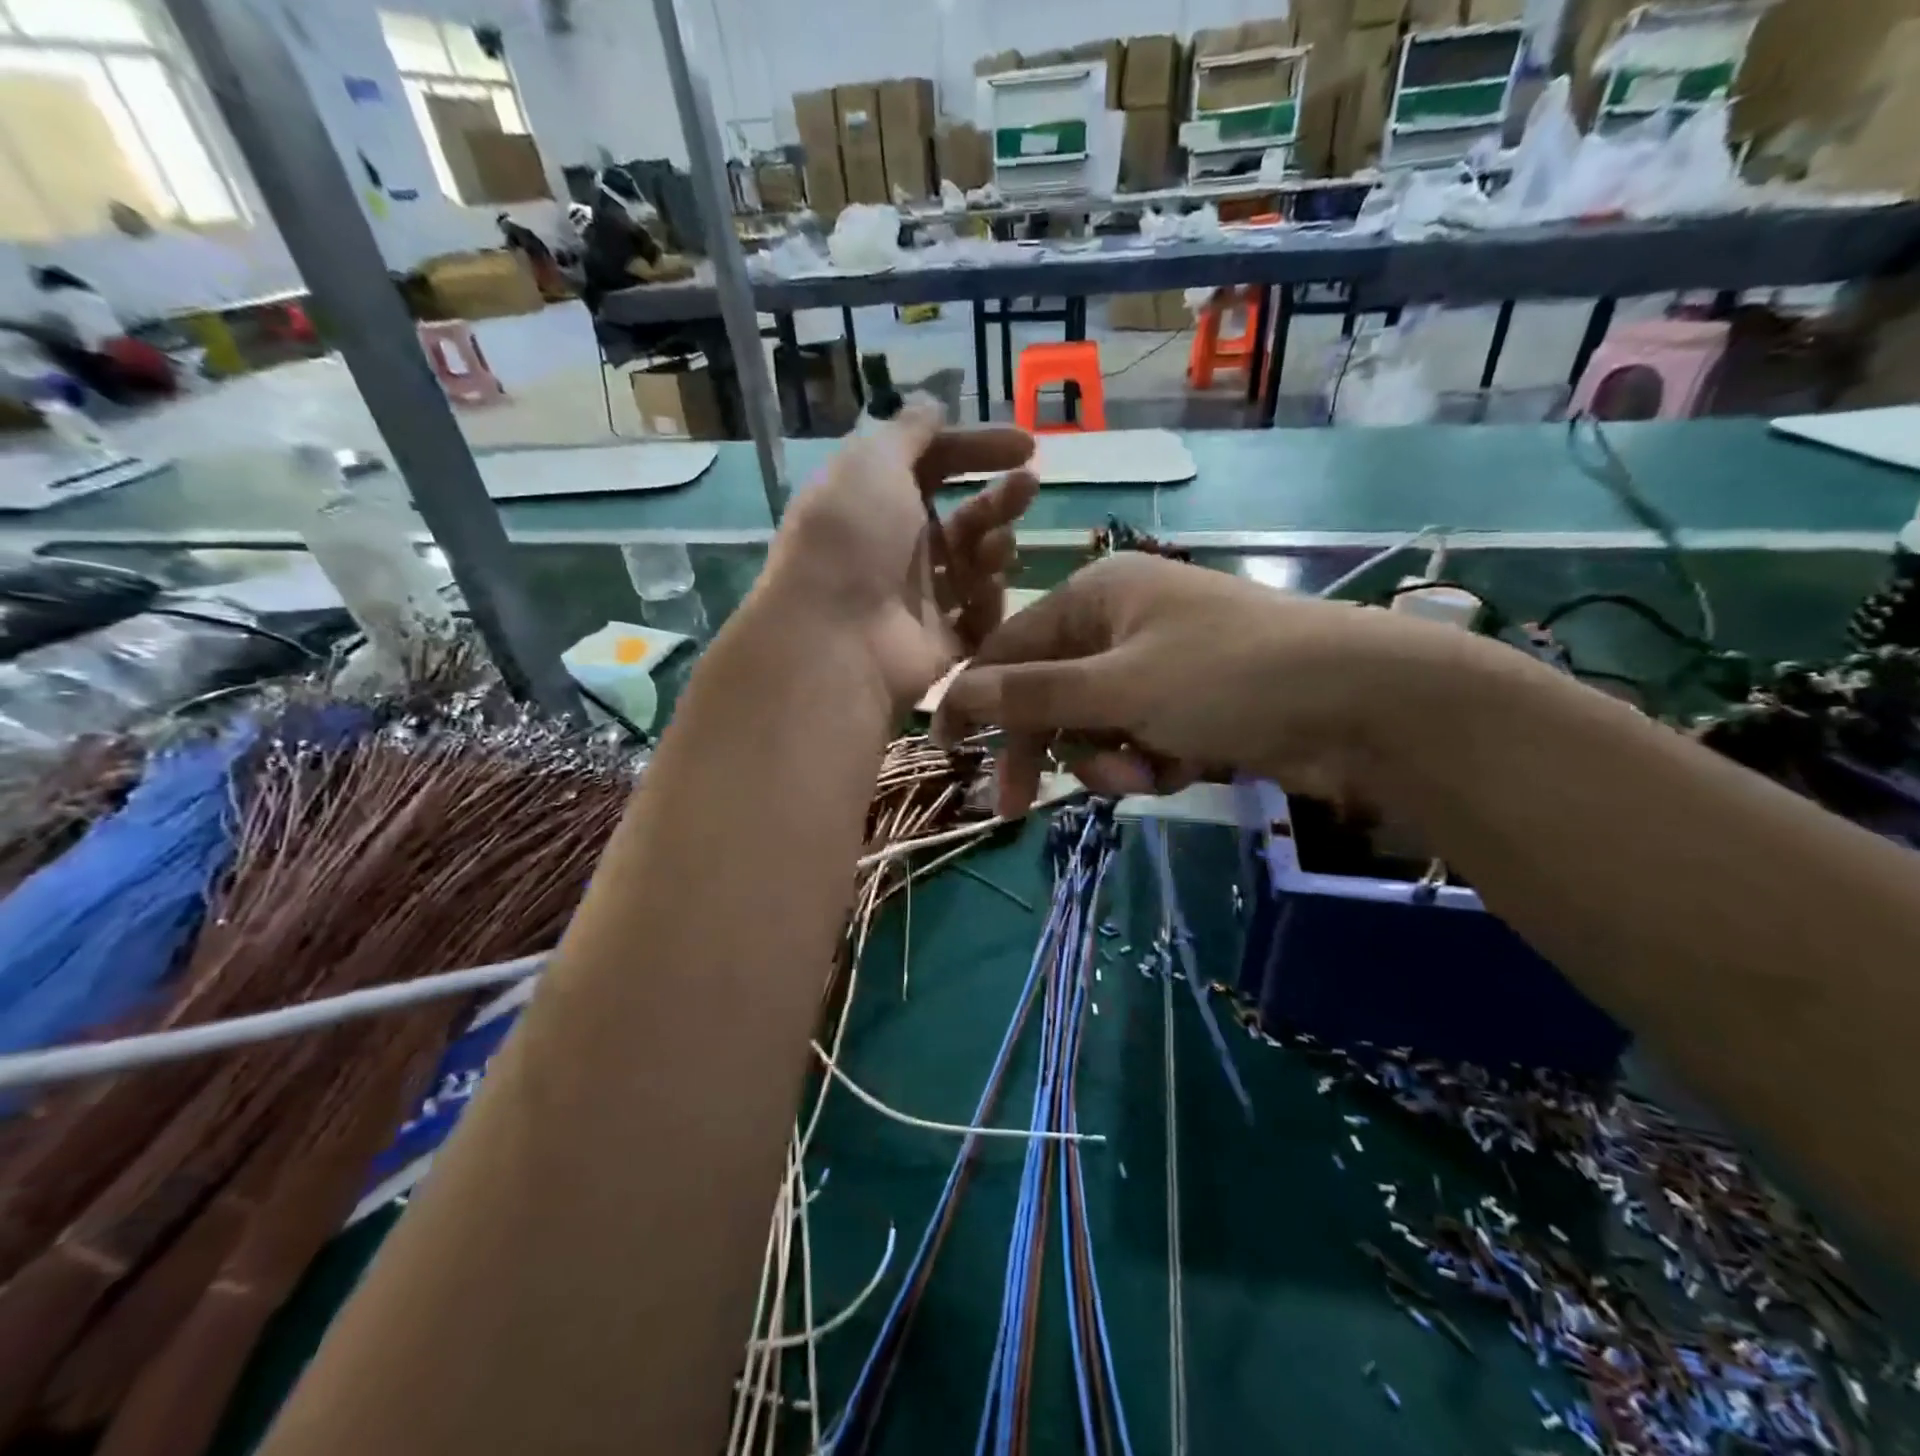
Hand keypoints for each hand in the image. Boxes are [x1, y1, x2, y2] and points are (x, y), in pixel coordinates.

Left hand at [764, 401, 1036, 706]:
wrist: (838, 640)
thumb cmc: (852, 540)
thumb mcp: (872, 462)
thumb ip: (907, 431)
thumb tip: (930, 403)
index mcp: (874, 500)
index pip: (933, 464)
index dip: (976, 447)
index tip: (1024, 444)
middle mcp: (896, 548)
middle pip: (960, 516)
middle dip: (997, 498)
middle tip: (1029, 485)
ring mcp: (918, 599)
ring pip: (973, 564)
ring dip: (994, 545)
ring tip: (998, 545)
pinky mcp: (938, 643)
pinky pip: (978, 615)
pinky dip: (989, 599)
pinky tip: (988, 589)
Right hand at [934, 553, 1445, 816]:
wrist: (1361, 705)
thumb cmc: (1227, 677)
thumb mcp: (1117, 686)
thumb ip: (1031, 693)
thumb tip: (952, 693)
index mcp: (1097, 594)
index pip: (1009, 646)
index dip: (974, 698)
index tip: (944, 749)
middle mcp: (1121, 622)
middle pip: (1049, 692)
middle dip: (1045, 747)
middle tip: (1014, 807)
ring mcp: (1157, 665)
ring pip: (1093, 726)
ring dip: (1108, 760)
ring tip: (1149, 771)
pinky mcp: (1188, 706)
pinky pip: (1137, 741)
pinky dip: (1149, 764)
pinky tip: (1183, 769)